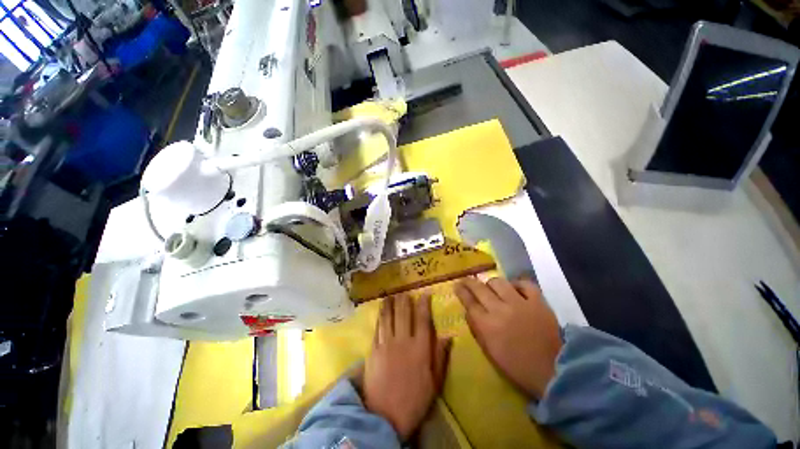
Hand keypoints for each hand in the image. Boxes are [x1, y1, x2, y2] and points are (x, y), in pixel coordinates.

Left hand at [363, 294, 449, 440]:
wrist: (385, 416)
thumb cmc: (414, 400)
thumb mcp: (434, 382)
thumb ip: (440, 357)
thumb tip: (448, 336)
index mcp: (420, 348)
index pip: (423, 319)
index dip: (424, 304)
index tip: (424, 294)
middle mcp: (403, 341)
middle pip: (404, 313)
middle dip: (404, 300)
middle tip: (405, 293)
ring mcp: (386, 343)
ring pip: (389, 316)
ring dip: (390, 304)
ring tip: (390, 295)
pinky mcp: (373, 349)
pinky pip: (378, 327)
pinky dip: (380, 316)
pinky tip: (381, 310)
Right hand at [455, 277, 561, 398]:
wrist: (554, 371)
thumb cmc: (517, 366)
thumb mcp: (490, 351)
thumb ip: (477, 329)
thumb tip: (468, 311)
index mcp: (487, 325)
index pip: (469, 302)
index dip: (461, 291)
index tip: (456, 285)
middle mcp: (500, 310)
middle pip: (480, 289)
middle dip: (469, 282)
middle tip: (466, 280)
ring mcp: (520, 304)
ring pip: (499, 282)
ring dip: (491, 283)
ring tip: (491, 287)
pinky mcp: (537, 302)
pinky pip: (525, 284)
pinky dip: (517, 284)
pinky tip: (514, 288)